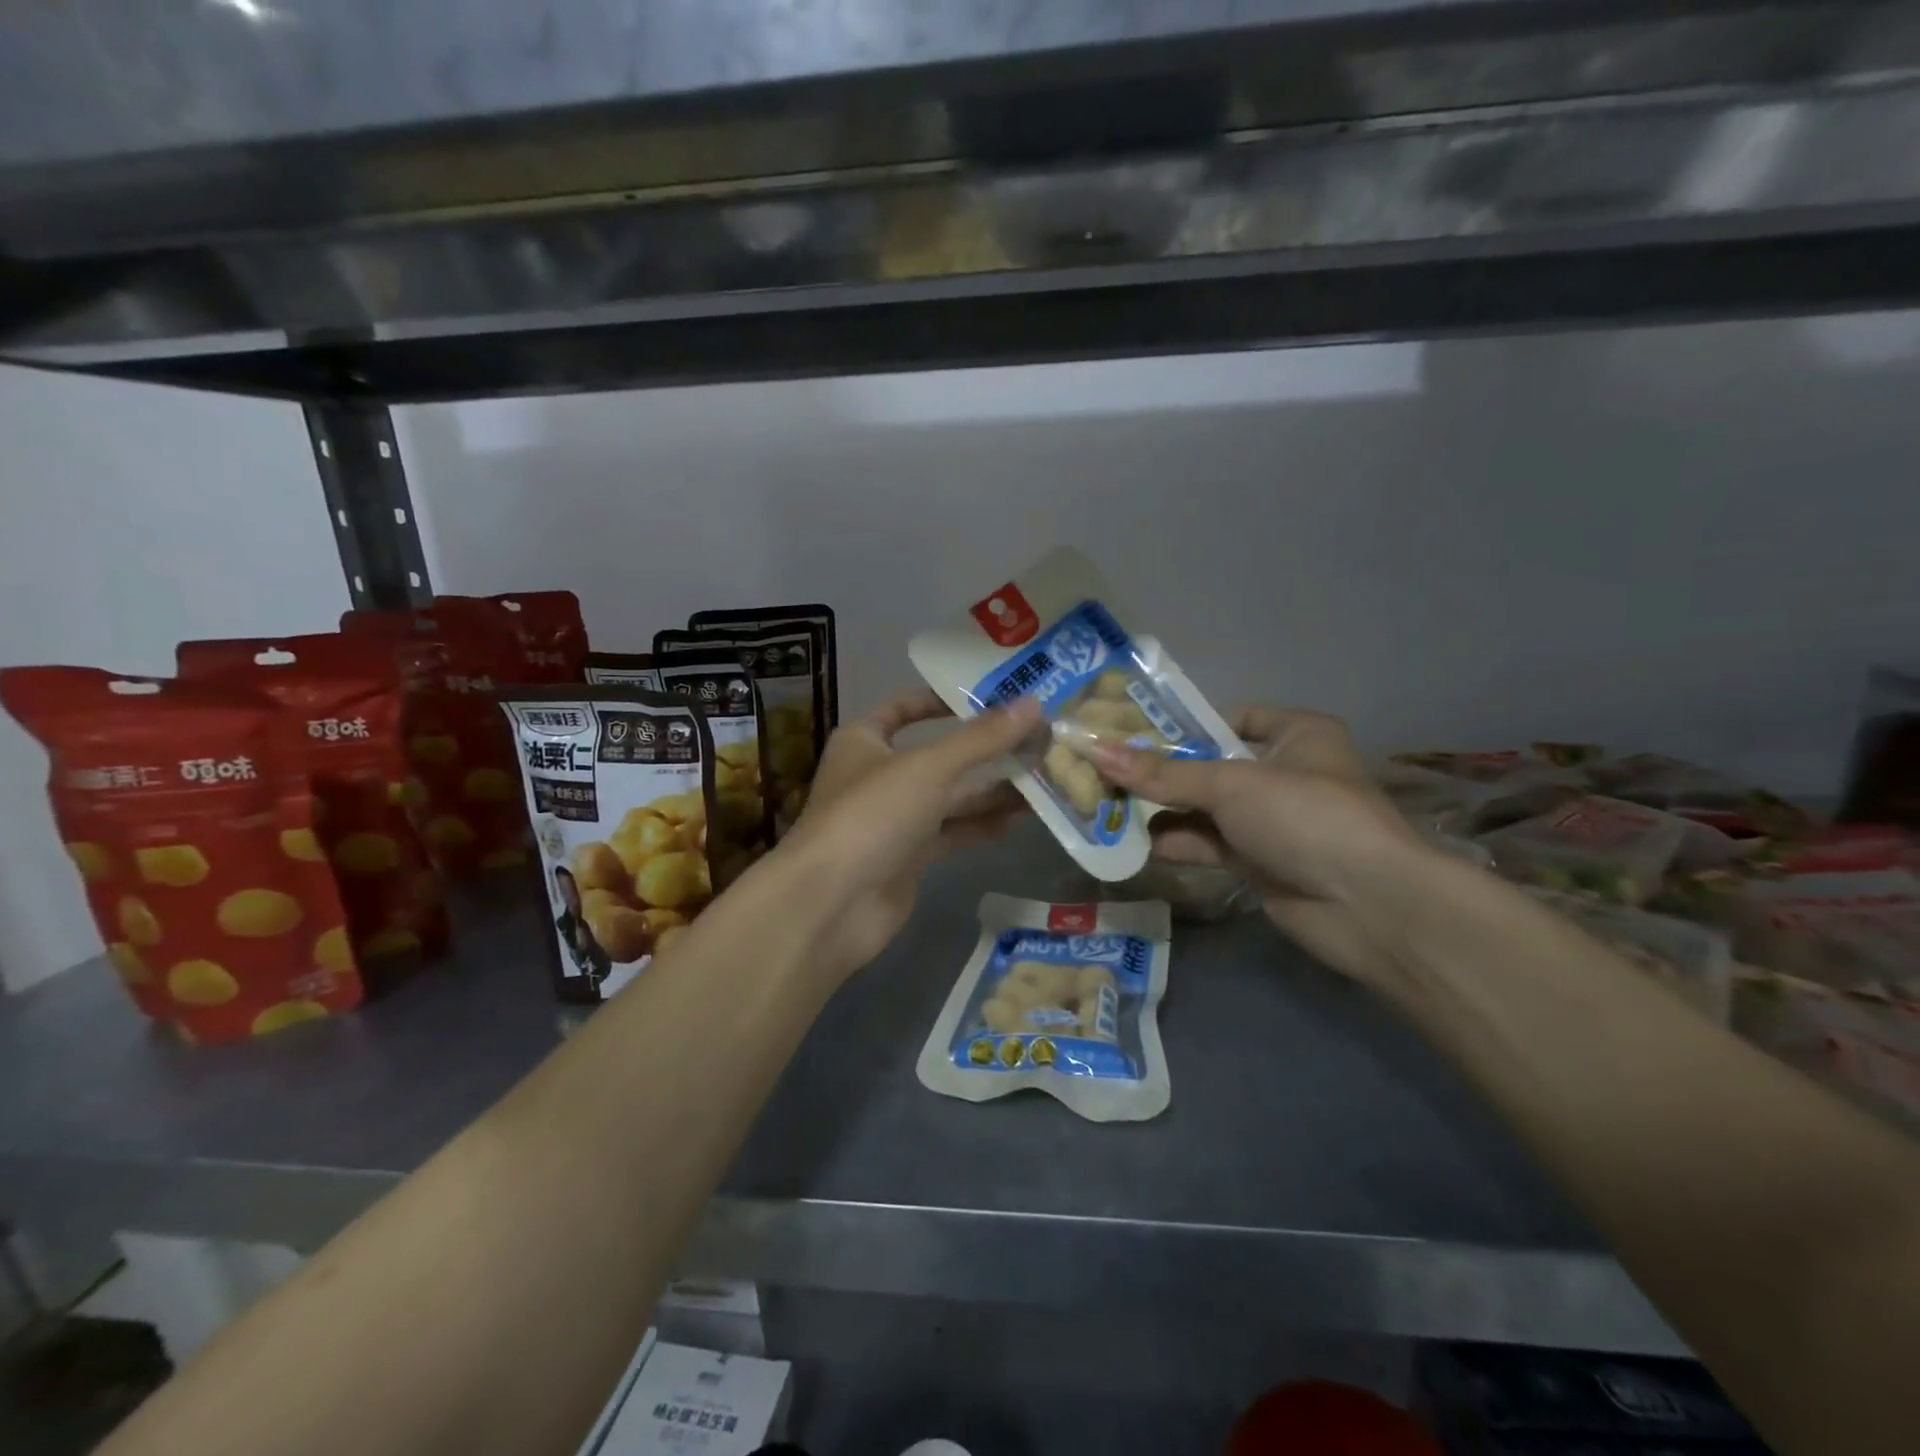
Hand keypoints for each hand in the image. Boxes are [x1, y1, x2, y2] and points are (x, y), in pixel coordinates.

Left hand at [781, 690, 1039, 978]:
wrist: (831, 904)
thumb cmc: (872, 815)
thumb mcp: (929, 767)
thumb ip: (982, 738)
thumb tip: (1034, 704)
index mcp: (865, 740)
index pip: (904, 709)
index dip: (943, 701)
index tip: (991, 698)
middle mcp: (878, 776)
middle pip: (938, 755)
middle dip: (985, 750)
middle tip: (1038, 740)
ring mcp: (893, 820)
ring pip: (949, 797)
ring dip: (991, 789)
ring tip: (1042, 777)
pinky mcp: (908, 858)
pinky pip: (951, 833)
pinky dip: (981, 825)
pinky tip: (1021, 818)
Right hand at [1084, 707, 1434, 988]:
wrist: (1369, 906)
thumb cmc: (1305, 816)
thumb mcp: (1230, 784)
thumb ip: (1163, 773)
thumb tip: (1094, 750)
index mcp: (1296, 734)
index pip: (1231, 718)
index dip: (1183, 725)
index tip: (1131, 732)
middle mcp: (1284, 772)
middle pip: (1209, 765)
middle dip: (1161, 772)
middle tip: (1105, 769)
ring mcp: (1271, 821)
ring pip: (1204, 808)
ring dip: (1161, 810)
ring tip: (1105, 805)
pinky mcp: (1259, 862)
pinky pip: (1208, 844)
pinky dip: (1175, 843)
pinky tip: (1133, 843)